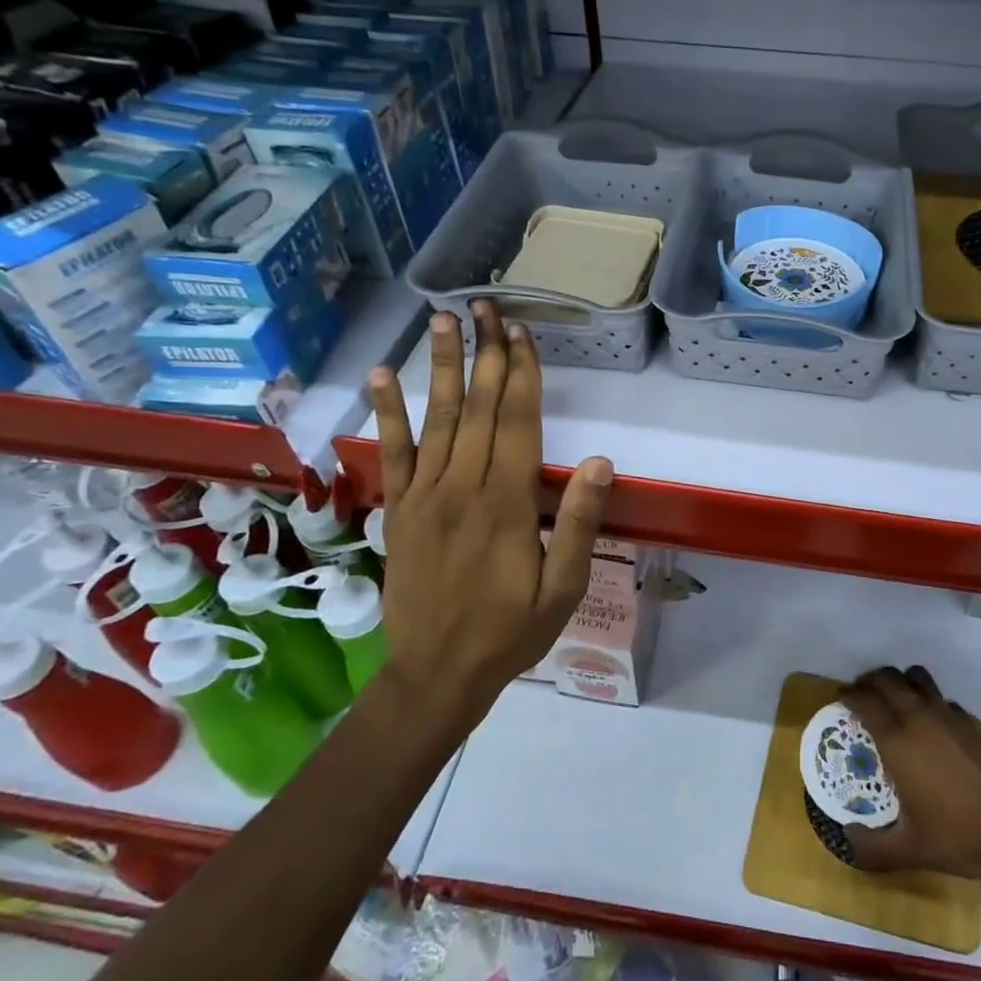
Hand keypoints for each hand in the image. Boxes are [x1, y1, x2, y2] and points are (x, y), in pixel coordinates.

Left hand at [366, 302, 613, 701]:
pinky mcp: (397, 511)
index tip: (521, 333)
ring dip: (439, 367)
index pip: (517, 422)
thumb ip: (577, 523)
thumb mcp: (563, 588)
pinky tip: (380, 378)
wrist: (437, 674)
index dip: (522, 374)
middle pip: (477, 408)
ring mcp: (423, 496)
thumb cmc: (511, 632)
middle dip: (485, 354)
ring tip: (441, 321)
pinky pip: (391, 454)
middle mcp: (462, 487)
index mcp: (506, 503)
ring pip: (435, 419)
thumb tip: (600, 463)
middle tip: (486, 307)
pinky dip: (386, 414)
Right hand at [840, 666, 980, 885]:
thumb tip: (847, 838)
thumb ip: (870, 847)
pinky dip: (930, 702)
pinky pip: (942, 699)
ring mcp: (949, 716)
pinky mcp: (973, 723)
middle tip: (861, 696)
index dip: (848, 696)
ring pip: (917, 678)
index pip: (864, 700)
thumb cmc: (957, 839)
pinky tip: (932, 727)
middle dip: (869, 682)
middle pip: (887, 679)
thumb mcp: (907, 850)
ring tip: (894, 699)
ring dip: (900, 681)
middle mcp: (920, 717)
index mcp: (897, 740)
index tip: (840, 701)